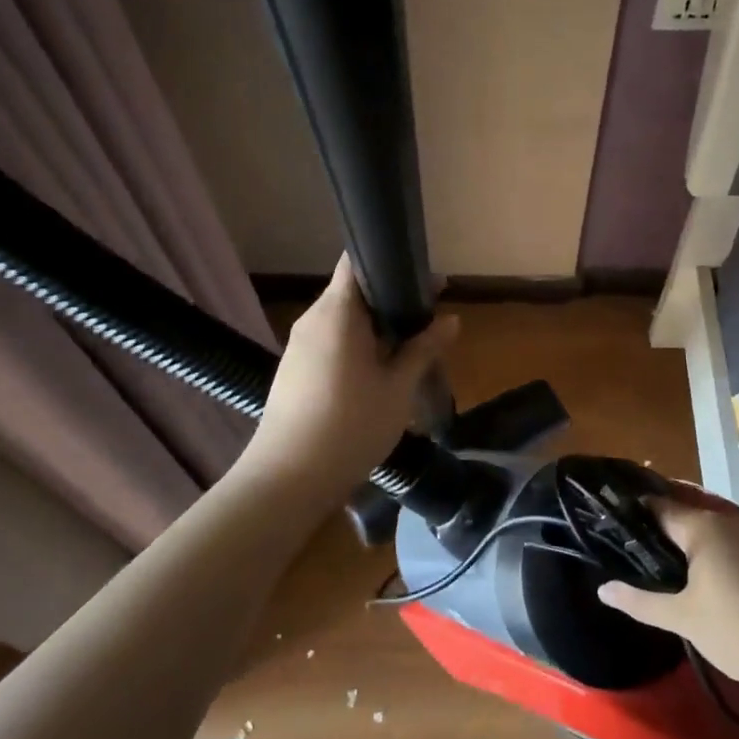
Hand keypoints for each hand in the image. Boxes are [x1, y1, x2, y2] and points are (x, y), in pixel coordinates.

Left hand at [240, 256, 459, 499]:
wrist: (288, 478)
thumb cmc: (350, 426)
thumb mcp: (397, 388)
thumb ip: (423, 349)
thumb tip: (451, 320)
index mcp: (336, 312)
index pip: (357, 260)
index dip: (390, 260)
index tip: (422, 277)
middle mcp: (312, 319)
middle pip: (353, 291)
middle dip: (391, 299)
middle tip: (429, 315)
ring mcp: (299, 345)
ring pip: (342, 319)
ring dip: (375, 325)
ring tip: (411, 345)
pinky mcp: (294, 369)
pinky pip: (330, 342)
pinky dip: (357, 345)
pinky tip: (380, 370)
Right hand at [597, 483, 738, 694]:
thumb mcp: (684, 619)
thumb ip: (640, 601)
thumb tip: (602, 589)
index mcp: (702, 526)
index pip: (657, 505)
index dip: (632, 511)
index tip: (609, 520)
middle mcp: (728, 518)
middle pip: (684, 506)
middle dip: (659, 517)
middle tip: (631, 537)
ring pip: (710, 520)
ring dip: (686, 529)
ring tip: (660, 552)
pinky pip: (730, 534)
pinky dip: (710, 542)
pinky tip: (701, 567)